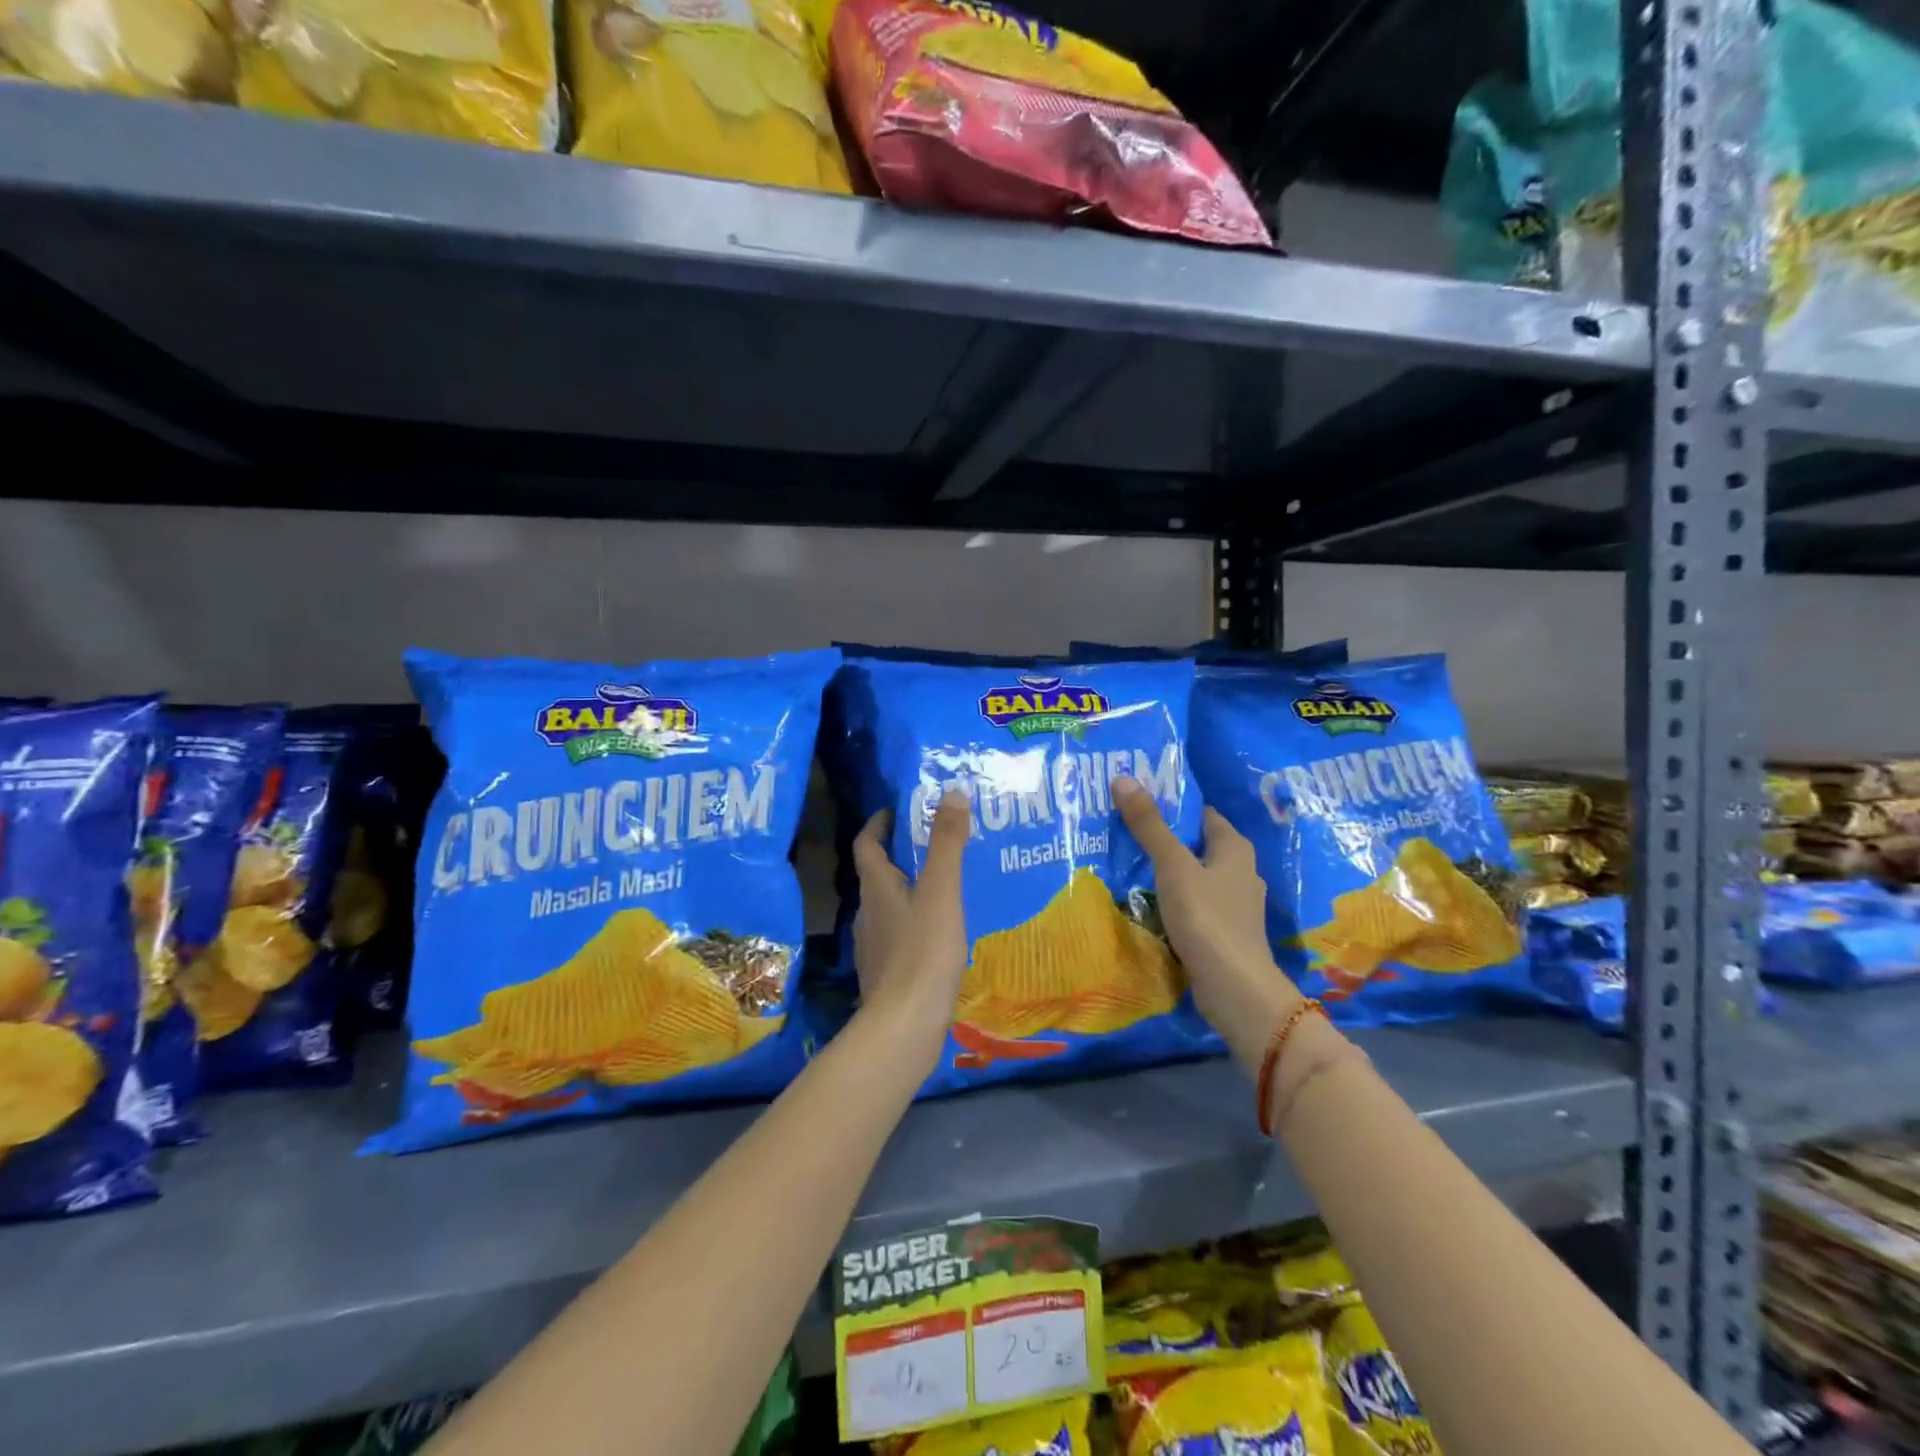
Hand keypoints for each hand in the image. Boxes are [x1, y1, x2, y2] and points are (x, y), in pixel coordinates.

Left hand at [851, 791, 970, 1056]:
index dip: (878, 824)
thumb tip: (952, 793)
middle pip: (877, 875)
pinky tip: (941, 934)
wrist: (904, 1027)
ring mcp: (874, 947)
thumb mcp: (941, 892)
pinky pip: (899, 936)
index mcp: (877, 888)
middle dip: (900, 856)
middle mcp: (868, 913)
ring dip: (909, 891)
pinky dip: (915, 924)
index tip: (896, 810)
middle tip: (934, 845)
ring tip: (944, 887)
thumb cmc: (922, 952)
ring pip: (888, 907)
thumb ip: (947, 844)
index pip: (867, 845)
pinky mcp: (886, 974)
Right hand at [1113, 777, 1301, 1030]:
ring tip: (1125, 863)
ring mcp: (1233, 903)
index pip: (1200, 813)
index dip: (1170, 804)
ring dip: (1165, 871)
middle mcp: (1240, 870)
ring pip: (1192, 876)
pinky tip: (1144, 902)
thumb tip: (1124, 777)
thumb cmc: (1207, 918)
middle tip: (1120, 830)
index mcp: (1235, 847)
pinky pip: (1192, 903)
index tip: (1134, 801)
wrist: (1235, 989)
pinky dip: (1171, 899)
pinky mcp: (1223, 931)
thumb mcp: (1173, 866)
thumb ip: (1149, 825)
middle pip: (1194, 844)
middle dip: (1162, 838)